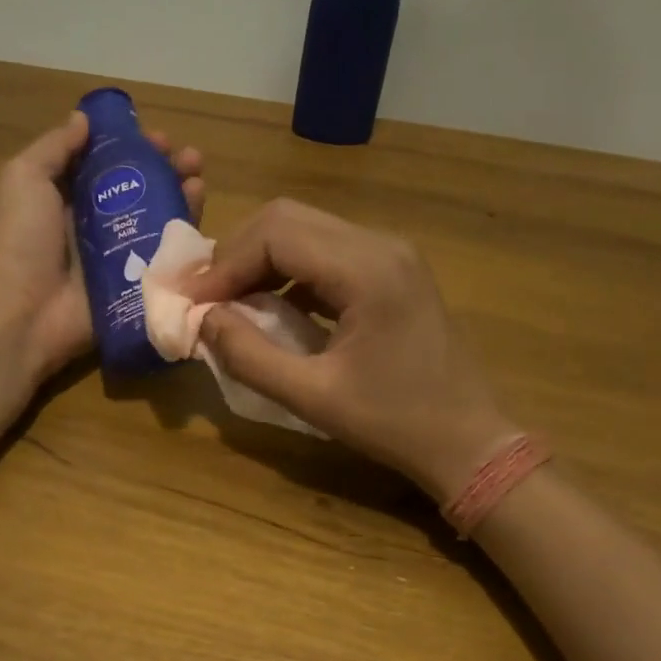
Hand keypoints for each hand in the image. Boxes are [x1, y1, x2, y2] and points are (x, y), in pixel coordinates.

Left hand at [0, 110, 203, 379]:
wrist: (23, 311)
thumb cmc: (20, 239)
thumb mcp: (24, 179)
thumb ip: (54, 148)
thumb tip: (83, 119)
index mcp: (66, 200)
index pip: (106, 167)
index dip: (133, 149)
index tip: (157, 137)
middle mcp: (94, 227)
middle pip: (138, 192)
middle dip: (165, 170)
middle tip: (188, 157)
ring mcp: (117, 258)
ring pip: (157, 222)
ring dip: (180, 197)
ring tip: (198, 178)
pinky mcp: (134, 286)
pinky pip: (164, 259)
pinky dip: (183, 237)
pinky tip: (197, 215)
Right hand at [186, 199, 513, 498]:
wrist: (469, 441)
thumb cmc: (394, 424)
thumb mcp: (313, 398)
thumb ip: (249, 356)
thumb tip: (203, 320)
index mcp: (366, 270)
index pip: (275, 235)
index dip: (224, 265)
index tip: (191, 303)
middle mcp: (381, 244)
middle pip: (288, 219)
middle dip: (237, 254)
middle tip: (205, 297)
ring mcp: (391, 253)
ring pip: (305, 229)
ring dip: (260, 259)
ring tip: (229, 302)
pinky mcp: (392, 268)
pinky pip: (326, 251)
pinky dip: (288, 270)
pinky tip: (270, 306)